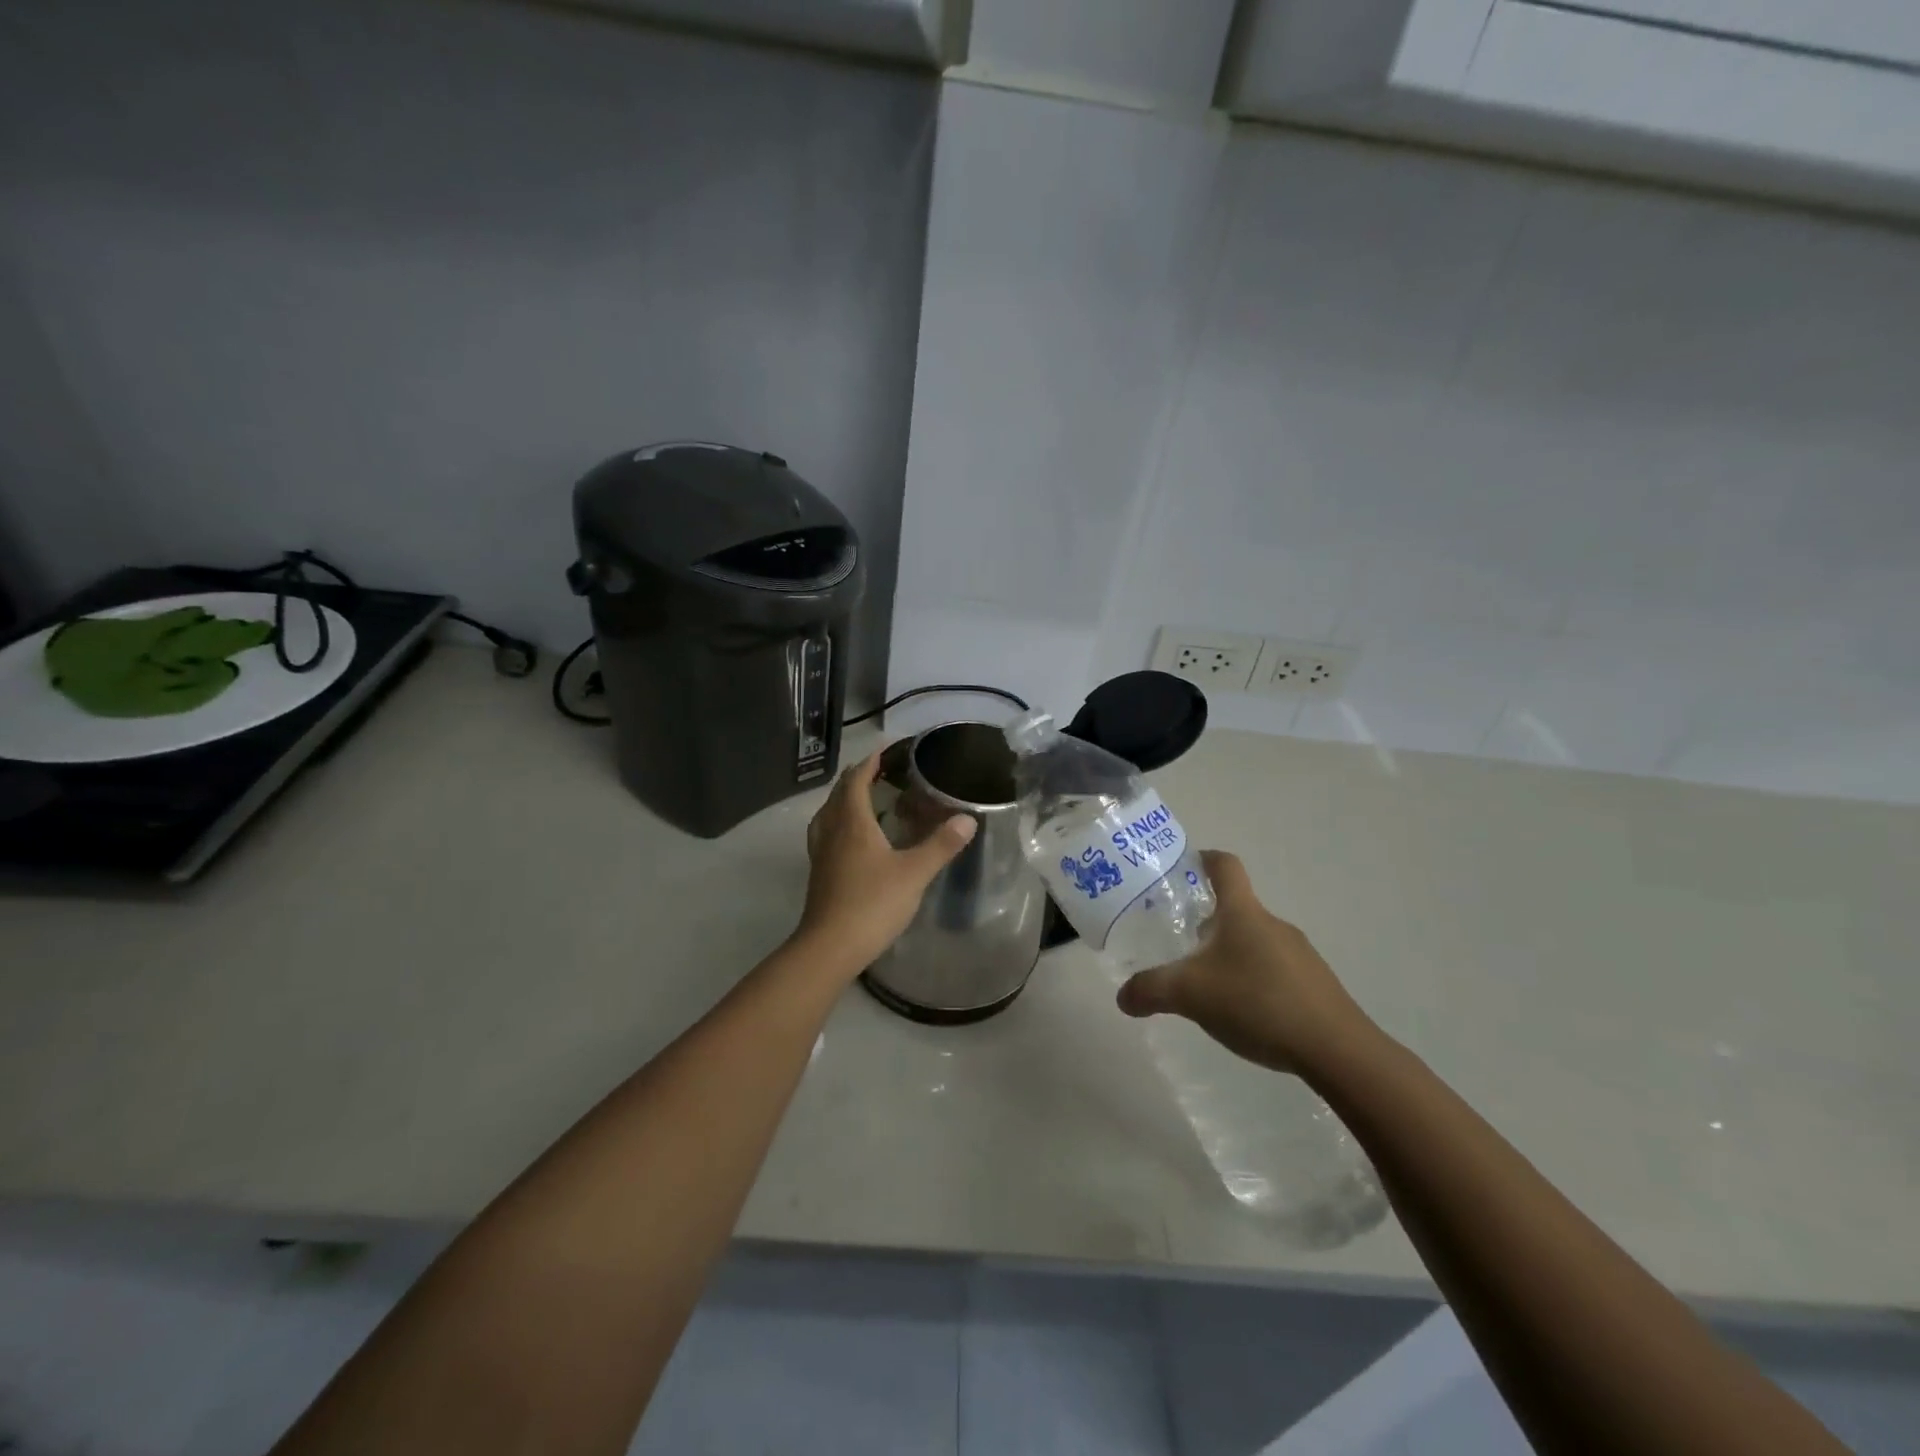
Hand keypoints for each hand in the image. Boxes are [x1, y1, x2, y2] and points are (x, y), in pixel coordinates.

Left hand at [795, 749, 976, 975]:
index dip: (870, 762)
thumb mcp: (914, 873)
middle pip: (839, 794)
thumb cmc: (872, 903)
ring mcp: (820, 853)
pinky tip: (851, 839)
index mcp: (852, 822)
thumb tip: (968, 818)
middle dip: (857, 777)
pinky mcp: (818, 873)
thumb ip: (941, 844)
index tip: (886, 749)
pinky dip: (839, 823)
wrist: (830, 947)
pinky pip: (825, 833)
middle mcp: (831, 831)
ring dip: (844, 799)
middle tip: (880, 771)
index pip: (857, 780)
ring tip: (863, 799)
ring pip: (828, 814)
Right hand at [1115, 850, 1378, 1079]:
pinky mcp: (1314, 985)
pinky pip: (1273, 969)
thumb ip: (1150, 990)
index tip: (1182, 866)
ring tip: (1205, 983)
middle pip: (1235, 908)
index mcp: (1243, 913)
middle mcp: (1272, 924)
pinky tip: (1241, 1012)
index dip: (1202, 859)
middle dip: (1205, 919)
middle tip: (1178, 941)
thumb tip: (1123, 997)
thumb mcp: (1190, 995)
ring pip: (1253, 941)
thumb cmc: (1258, 1002)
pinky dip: (1251, 979)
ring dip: (1228, 953)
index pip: (1225, 866)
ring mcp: (1299, 955)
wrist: (1337, 1049)